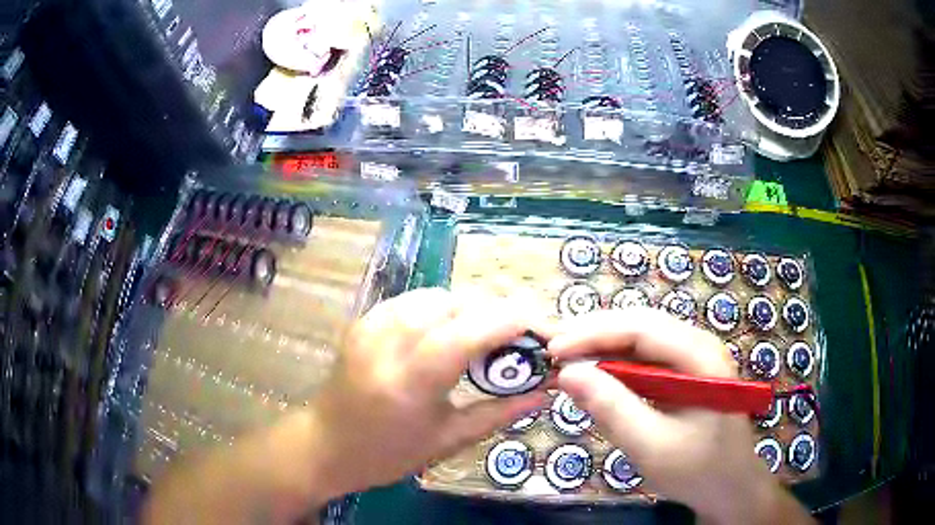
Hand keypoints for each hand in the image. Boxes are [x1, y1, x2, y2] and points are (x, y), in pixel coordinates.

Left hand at [306, 288, 547, 499]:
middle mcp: (389, 341)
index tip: (546, 333)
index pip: (472, 329)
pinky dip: (444, 308)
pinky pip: (415, 300)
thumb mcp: (448, 440)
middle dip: (500, 314)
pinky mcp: (364, 320)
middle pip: (459, 303)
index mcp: (411, 380)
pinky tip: (452, 331)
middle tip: (523, 340)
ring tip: (490, 337)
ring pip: (438, 295)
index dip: (516, 321)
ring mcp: (372, 324)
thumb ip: (500, 412)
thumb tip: (545, 391)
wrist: (325, 444)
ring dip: (473, 309)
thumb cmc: (387, 454)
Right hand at [549, 308, 811, 524]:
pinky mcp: (687, 375)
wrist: (731, 488)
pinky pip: (648, 359)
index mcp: (700, 356)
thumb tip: (567, 373)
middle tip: (554, 351)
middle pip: (641, 325)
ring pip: (642, 340)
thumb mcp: (650, 446)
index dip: (593, 333)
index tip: (553, 350)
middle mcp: (700, 346)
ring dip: (604, 347)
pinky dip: (618, 365)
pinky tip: (598, 376)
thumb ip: (611, 408)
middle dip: (595, 335)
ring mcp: (695, 359)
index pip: (641, 328)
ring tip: (568, 359)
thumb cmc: (697, 470)